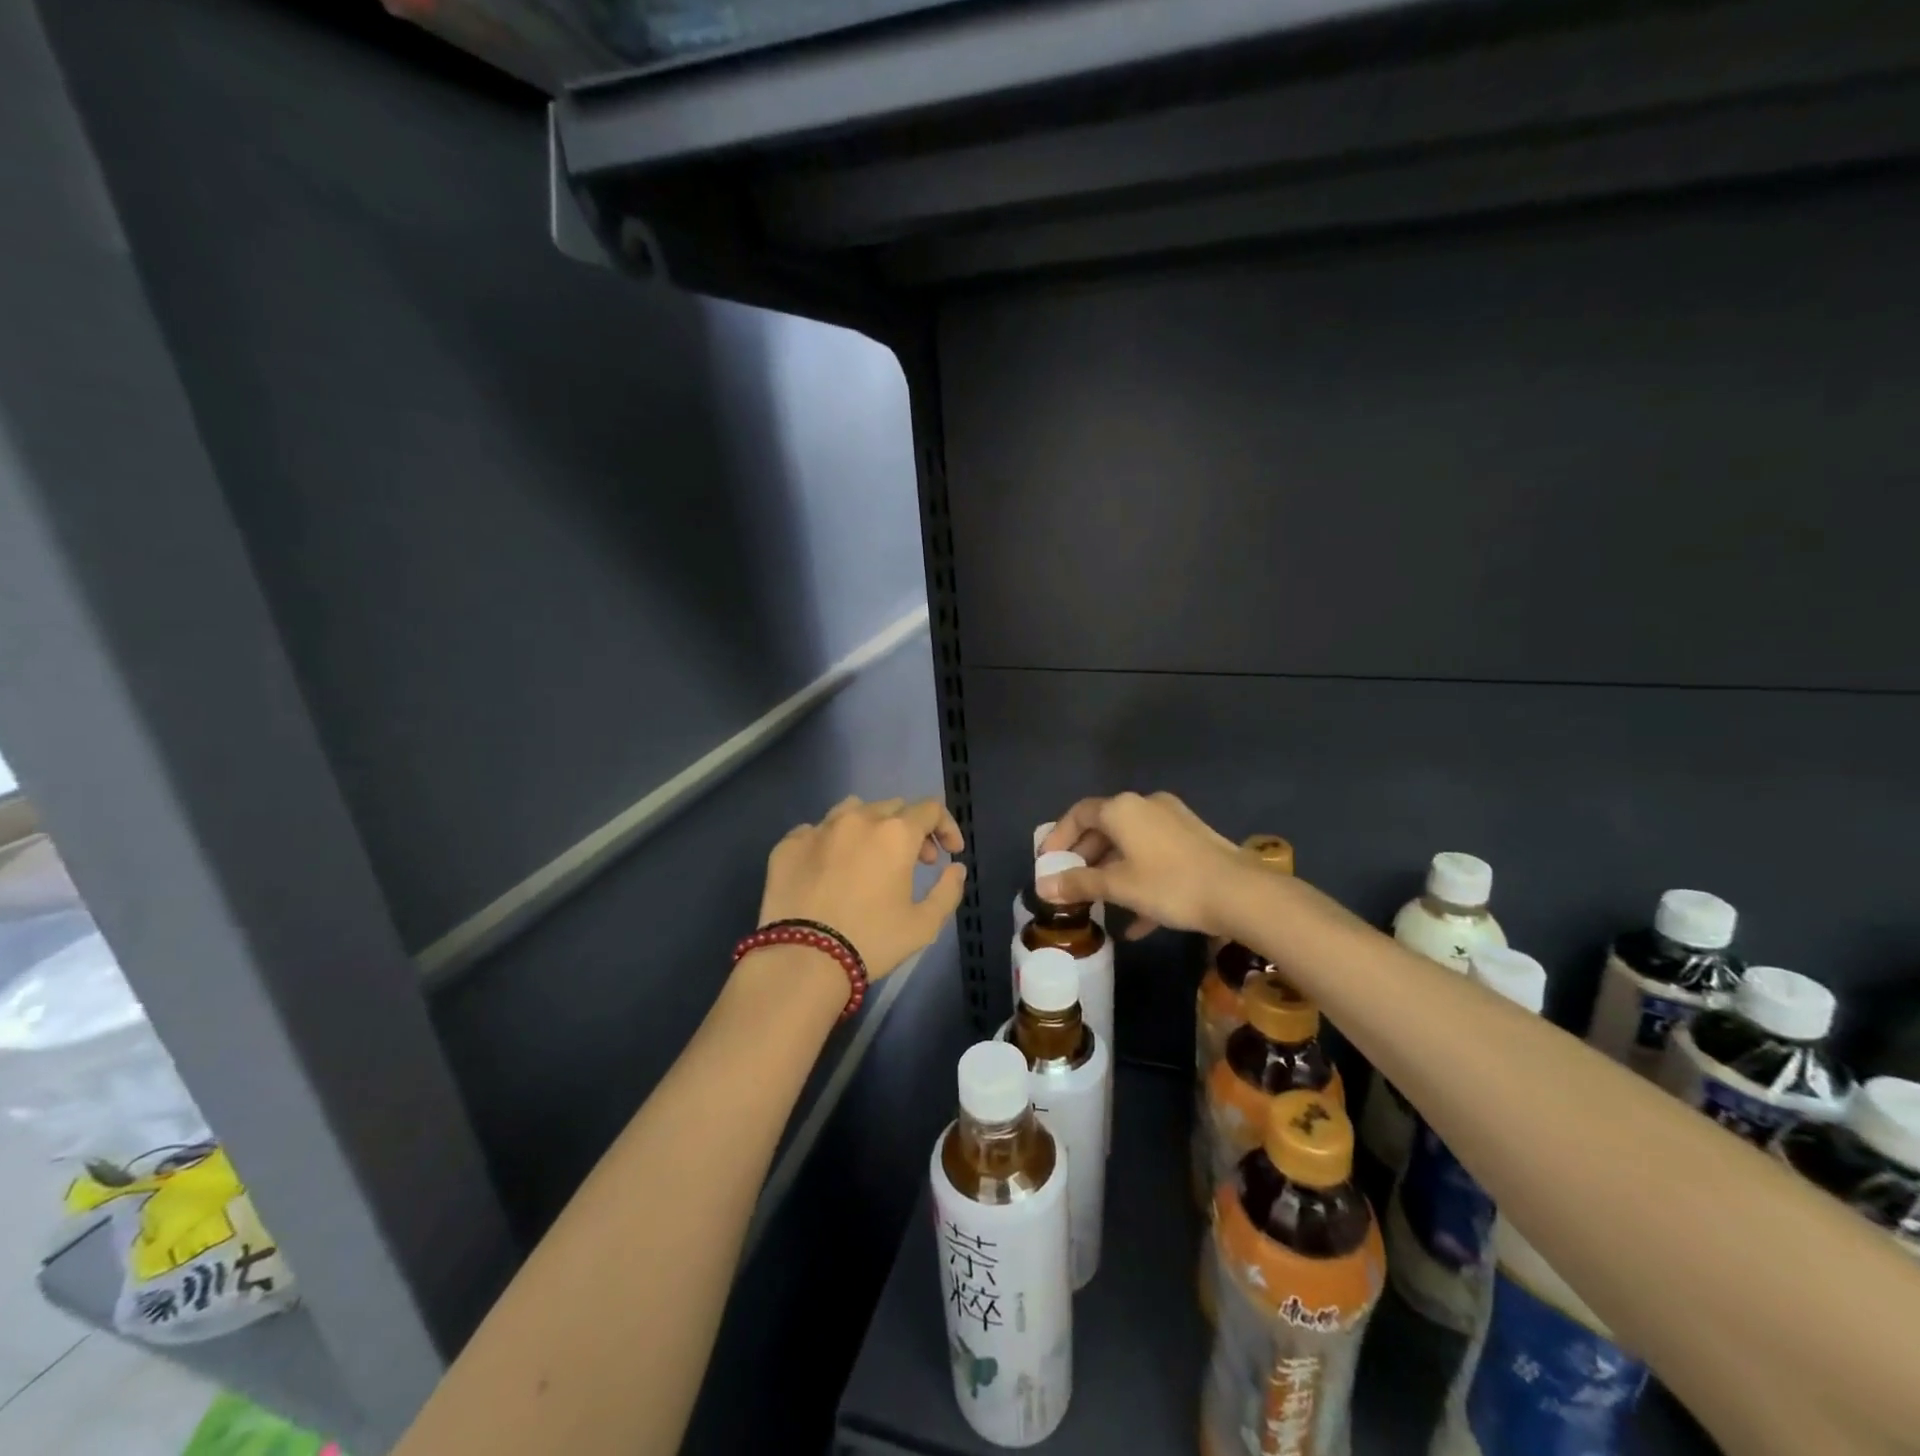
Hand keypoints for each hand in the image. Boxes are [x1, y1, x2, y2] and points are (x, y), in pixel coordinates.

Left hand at [759, 796, 966, 978]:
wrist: (802, 960)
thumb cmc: (871, 941)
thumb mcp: (924, 925)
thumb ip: (948, 891)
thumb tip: (956, 868)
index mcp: (895, 833)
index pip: (930, 809)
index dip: (946, 827)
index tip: (950, 853)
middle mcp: (858, 819)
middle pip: (893, 807)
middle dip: (912, 829)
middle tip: (916, 862)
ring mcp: (819, 828)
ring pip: (853, 809)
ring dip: (871, 825)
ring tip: (871, 855)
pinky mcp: (789, 844)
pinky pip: (817, 830)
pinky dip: (833, 842)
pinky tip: (831, 868)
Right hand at [1037, 792, 1243, 938]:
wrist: (1241, 894)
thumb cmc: (1170, 884)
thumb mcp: (1118, 886)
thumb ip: (1079, 884)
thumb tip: (1042, 886)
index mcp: (1123, 809)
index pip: (1079, 813)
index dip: (1059, 836)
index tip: (1047, 861)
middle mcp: (1146, 806)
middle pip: (1105, 827)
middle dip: (1084, 856)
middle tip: (1070, 883)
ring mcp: (1173, 822)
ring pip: (1131, 843)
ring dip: (1111, 870)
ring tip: (1098, 902)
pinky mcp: (1194, 841)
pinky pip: (1155, 856)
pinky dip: (1140, 879)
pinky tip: (1136, 922)